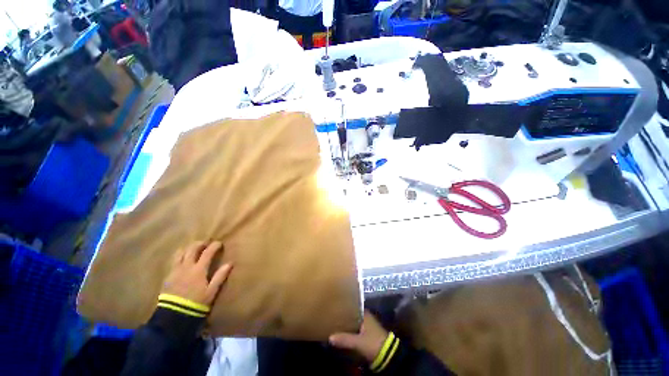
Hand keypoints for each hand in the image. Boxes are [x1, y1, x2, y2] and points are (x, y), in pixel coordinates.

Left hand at [162, 241, 231, 306]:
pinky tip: (182, 260)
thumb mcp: (211, 291)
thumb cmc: (196, 303)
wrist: (173, 315)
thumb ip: (220, 276)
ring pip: (180, 253)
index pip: (208, 252)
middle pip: (192, 249)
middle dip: (200, 244)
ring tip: (192, 249)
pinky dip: (179, 257)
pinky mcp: (168, 277)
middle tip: (205, 243)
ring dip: (187, 248)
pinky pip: (173, 261)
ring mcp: (175, 271)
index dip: (214, 246)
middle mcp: (186, 266)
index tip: (219, 243)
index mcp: (199, 269)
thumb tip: (230, 263)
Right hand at [329, 310, 388, 362]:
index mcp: (365, 314)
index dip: (344, 308)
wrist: (388, 355)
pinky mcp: (368, 335)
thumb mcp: (358, 342)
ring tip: (335, 326)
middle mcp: (366, 317)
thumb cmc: (373, 343)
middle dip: (344, 317)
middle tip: (332, 318)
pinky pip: (356, 330)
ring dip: (347, 325)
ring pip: (354, 323)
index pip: (352, 307)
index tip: (334, 308)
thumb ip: (345, 339)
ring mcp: (368, 326)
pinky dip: (351, 332)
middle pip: (352, 315)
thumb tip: (330, 337)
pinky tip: (343, 335)